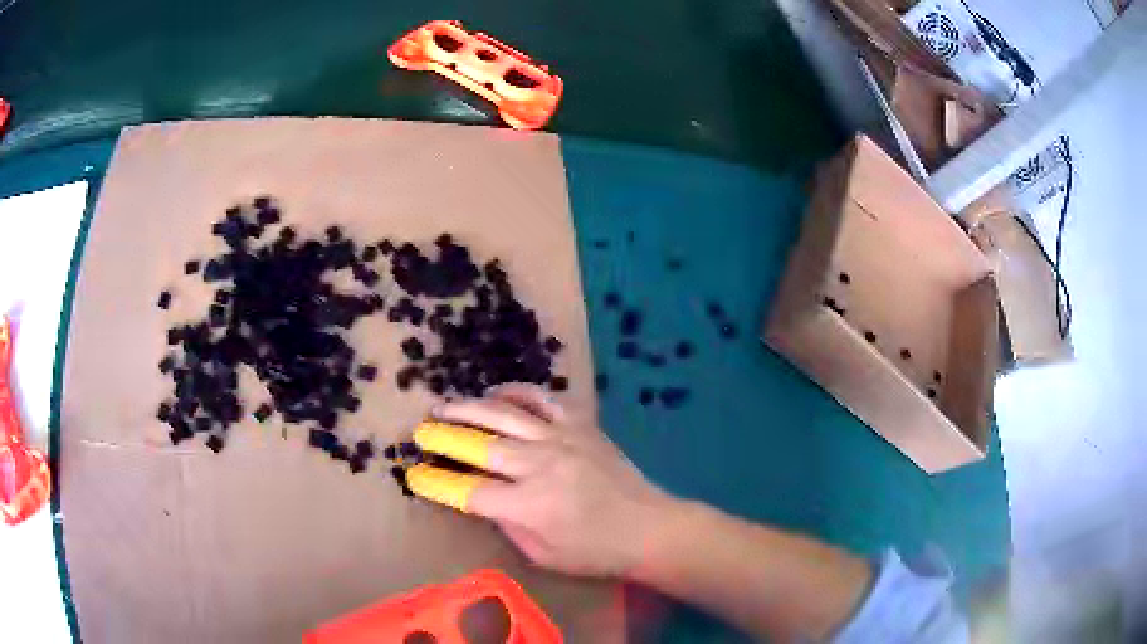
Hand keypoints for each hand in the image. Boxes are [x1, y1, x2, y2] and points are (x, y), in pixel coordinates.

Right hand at [426, 384, 673, 577]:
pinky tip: (496, 393)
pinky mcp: (580, 424)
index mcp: (528, 505)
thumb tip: (479, 496)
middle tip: (419, 431)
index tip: (413, 473)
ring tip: (443, 405)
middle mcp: (540, 464)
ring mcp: (561, 438)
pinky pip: (542, 398)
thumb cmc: (594, 551)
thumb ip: (506, 522)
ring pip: (503, 414)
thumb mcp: (542, 554)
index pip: (468, 490)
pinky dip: (515, 392)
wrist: (647, 527)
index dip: (436, 481)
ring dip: (468, 408)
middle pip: (478, 445)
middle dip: (442, 436)